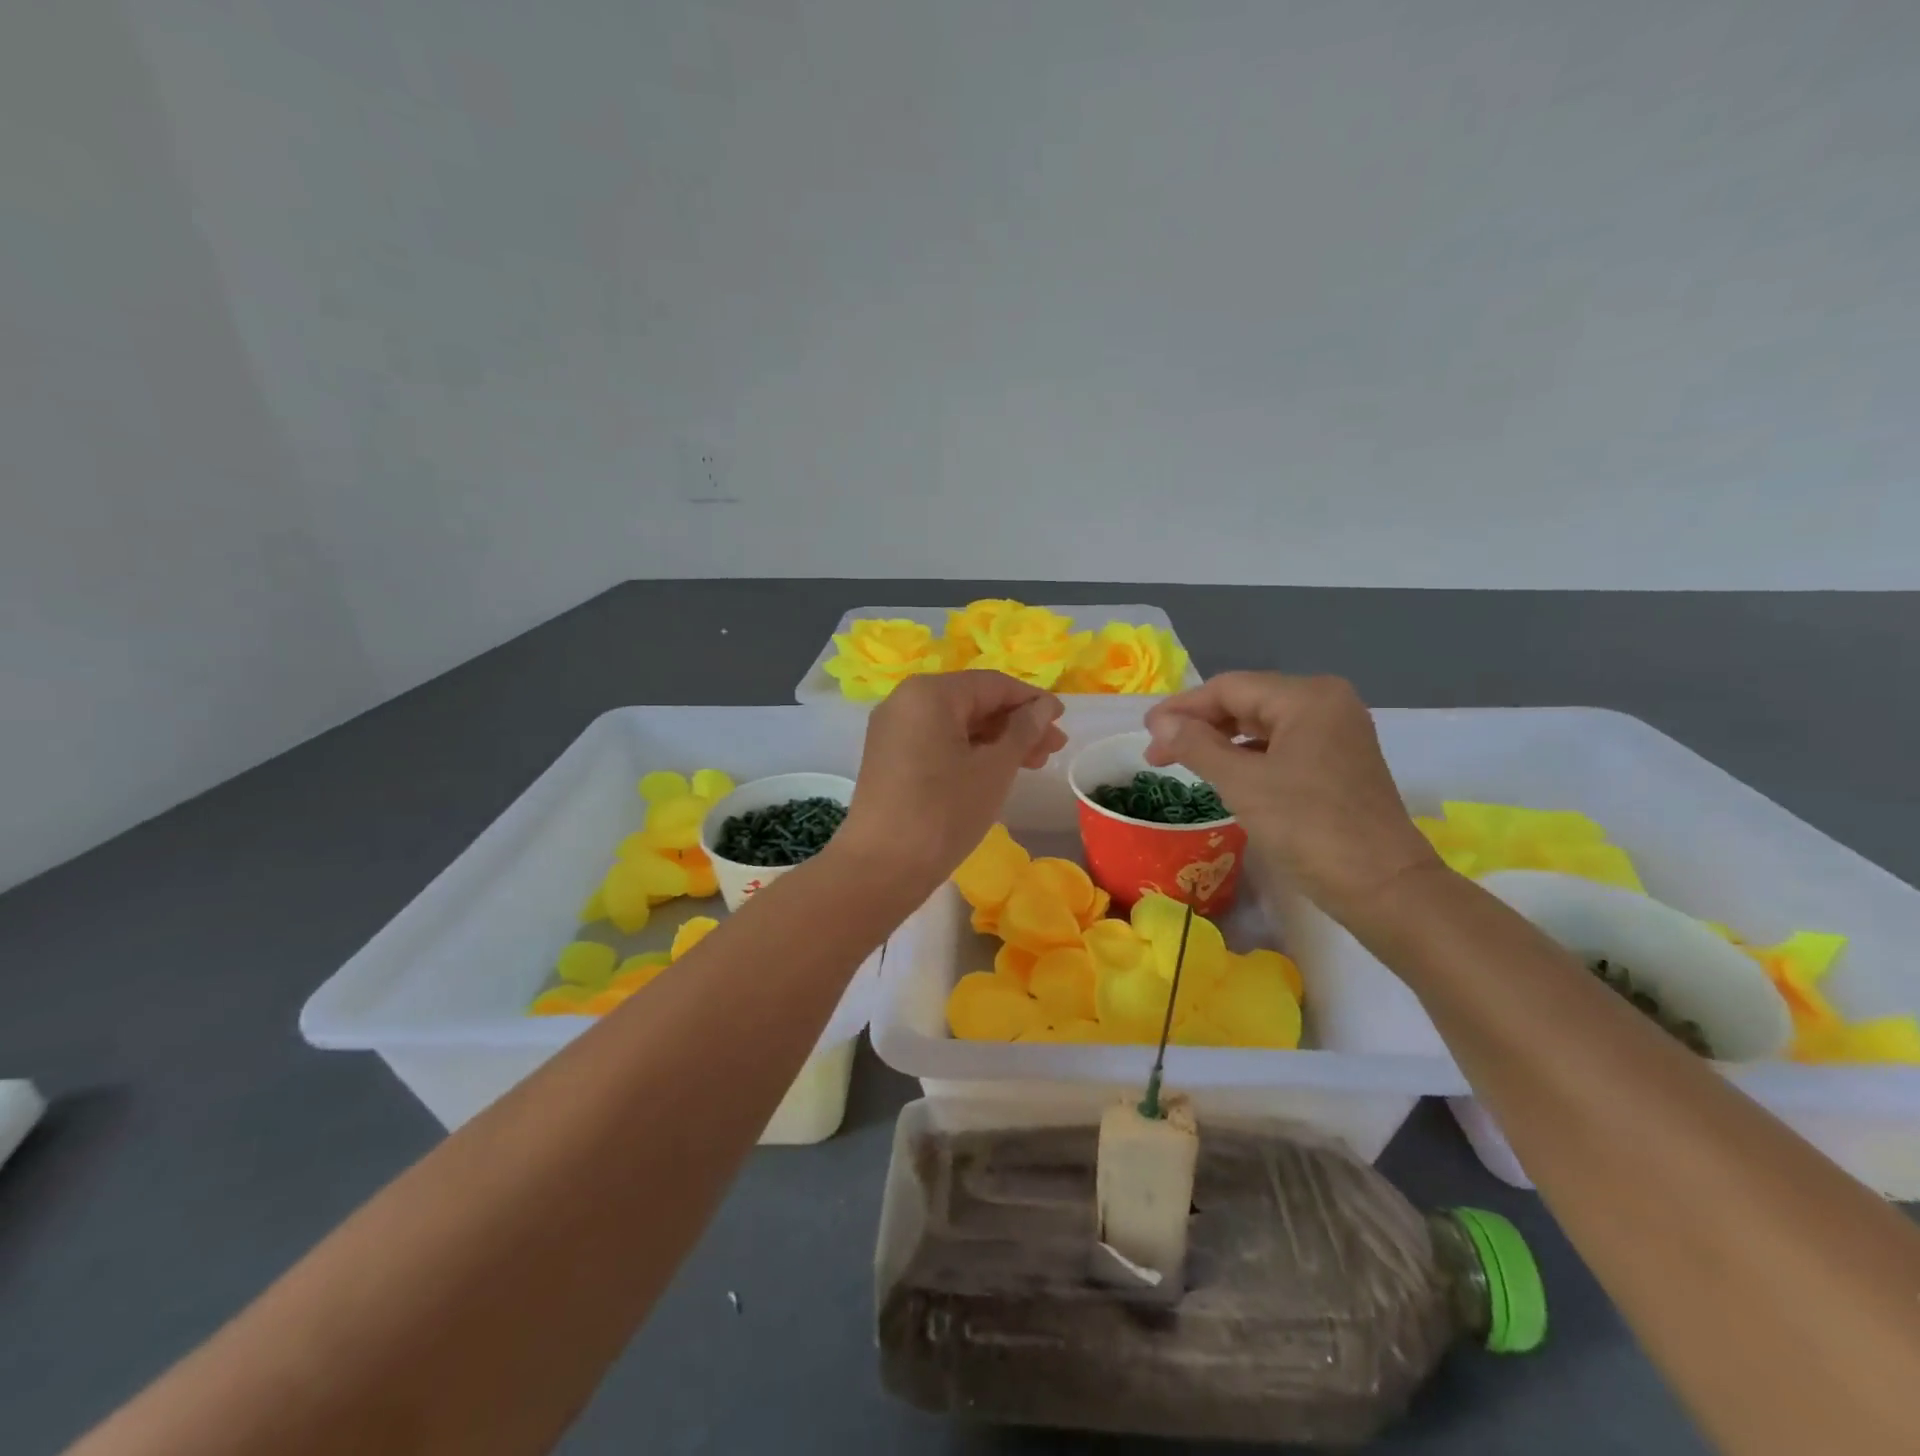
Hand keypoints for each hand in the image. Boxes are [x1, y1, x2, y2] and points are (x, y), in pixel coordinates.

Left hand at [837, 671, 1066, 895]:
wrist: (880, 868)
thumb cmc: (944, 812)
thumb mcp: (994, 769)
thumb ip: (1023, 731)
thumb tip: (1044, 707)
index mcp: (930, 693)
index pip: (992, 684)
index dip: (1032, 700)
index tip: (1062, 721)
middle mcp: (905, 701)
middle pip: (973, 701)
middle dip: (1016, 723)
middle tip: (1052, 750)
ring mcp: (893, 730)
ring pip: (956, 724)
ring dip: (996, 739)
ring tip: (1032, 764)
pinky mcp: (889, 757)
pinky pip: (937, 741)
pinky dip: (969, 751)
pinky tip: (995, 771)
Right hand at [1143, 672, 1438, 918]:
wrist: (1383, 886)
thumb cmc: (1309, 827)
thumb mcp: (1243, 784)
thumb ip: (1196, 746)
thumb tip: (1159, 723)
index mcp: (1306, 697)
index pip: (1229, 688)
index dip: (1182, 708)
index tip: (1145, 732)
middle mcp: (1326, 703)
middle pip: (1246, 702)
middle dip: (1199, 725)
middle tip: (1158, 754)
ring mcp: (1337, 732)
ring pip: (1262, 725)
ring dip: (1220, 742)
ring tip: (1183, 763)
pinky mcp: (1339, 761)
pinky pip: (1281, 745)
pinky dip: (1248, 756)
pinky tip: (1224, 774)